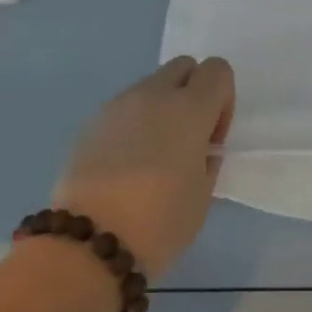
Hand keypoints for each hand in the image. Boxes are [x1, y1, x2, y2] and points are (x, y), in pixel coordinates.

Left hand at [51, 56, 235, 277]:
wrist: (89, 244)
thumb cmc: (159, 223)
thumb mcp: (202, 196)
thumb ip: (206, 160)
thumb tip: (198, 149)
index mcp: (190, 108)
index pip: (218, 70)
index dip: (223, 99)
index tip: (212, 138)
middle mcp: (154, 95)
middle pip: (183, 66)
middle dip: (192, 93)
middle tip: (187, 139)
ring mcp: (118, 105)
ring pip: (150, 86)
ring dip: (161, 108)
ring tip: (152, 157)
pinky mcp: (91, 123)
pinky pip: (124, 109)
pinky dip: (133, 125)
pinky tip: (125, 166)